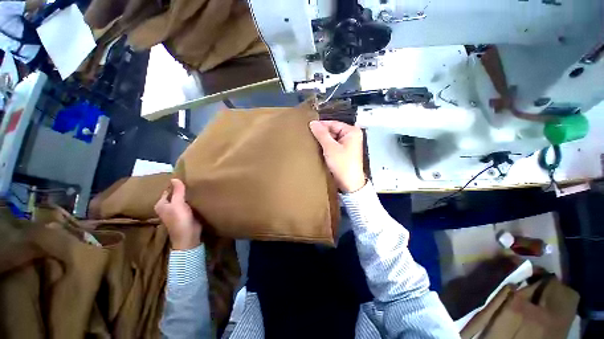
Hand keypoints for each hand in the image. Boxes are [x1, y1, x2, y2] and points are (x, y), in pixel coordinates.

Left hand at [154, 179, 201, 249]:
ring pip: (182, 199)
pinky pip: (188, 203)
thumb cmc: (180, 219)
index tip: (185, 178)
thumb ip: (177, 191)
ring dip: (188, 194)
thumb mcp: (178, 204)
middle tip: (192, 181)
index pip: (168, 190)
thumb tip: (174, 178)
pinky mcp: (186, 214)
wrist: (189, 235)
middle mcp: (167, 207)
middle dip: (182, 189)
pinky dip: (192, 200)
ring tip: (196, 186)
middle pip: (175, 194)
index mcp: (161, 204)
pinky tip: (198, 195)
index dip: (176, 184)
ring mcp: (177, 211)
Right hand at [309, 120, 365, 192]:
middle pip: (332, 130)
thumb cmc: (343, 165)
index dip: (320, 126)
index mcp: (352, 131)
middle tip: (309, 136)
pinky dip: (325, 147)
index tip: (308, 127)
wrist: (349, 183)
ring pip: (331, 138)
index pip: (333, 123)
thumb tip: (313, 123)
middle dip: (321, 134)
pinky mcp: (343, 152)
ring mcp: (347, 144)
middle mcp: (351, 136)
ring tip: (312, 142)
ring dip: (322, 141)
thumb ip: (322, 134)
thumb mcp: (330, 148)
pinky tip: (318, 149)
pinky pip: (332, 145)